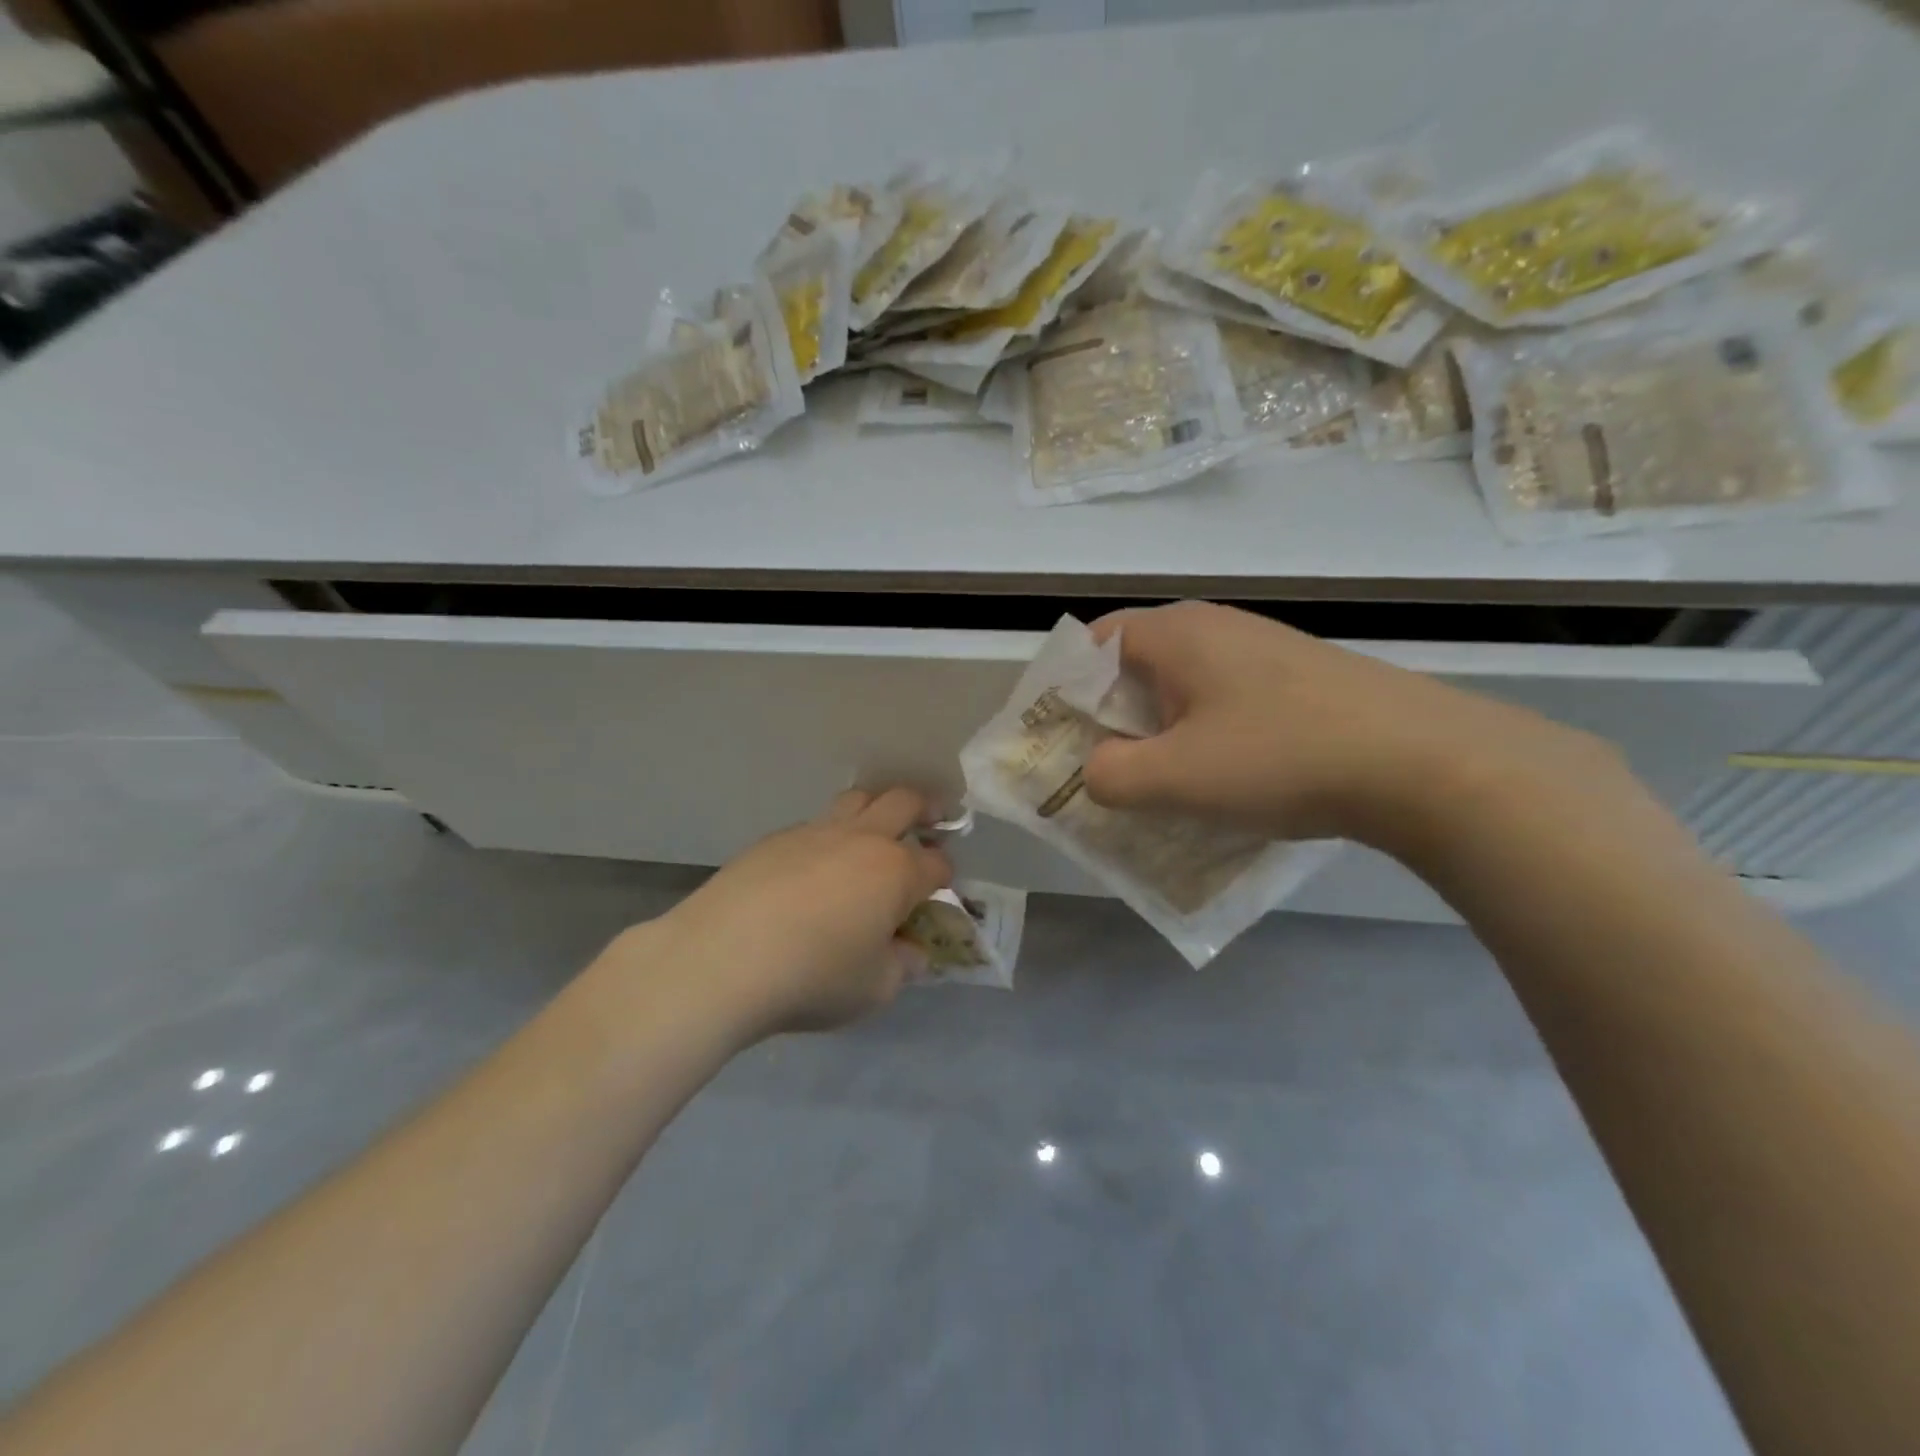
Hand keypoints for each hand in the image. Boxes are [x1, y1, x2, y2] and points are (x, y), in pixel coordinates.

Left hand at [641, 788, 951, 1038]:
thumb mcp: (874, 989)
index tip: (938, 892)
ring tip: (872, 835)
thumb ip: (901, 966)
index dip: (944, 876)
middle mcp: (862, 839)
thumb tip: (908, 951)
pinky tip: (812, 870)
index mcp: (896, 872)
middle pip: (903, 802)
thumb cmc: (813, 977)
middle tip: (930, 822)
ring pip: (856, 800)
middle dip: (925, 809)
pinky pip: (813, 825)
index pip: (937, 863)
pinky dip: (827, 838)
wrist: (723, 959)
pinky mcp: (774, 839)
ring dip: (874, 810)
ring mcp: (815, 832)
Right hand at [1081, 601, 1626, 853]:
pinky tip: (1220, 781)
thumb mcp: (1175, 777)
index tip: (1054, 743)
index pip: (1089, 645)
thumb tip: (1096, 772)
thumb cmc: (1281, 757)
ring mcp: (1260, 650)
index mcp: (1174, 633)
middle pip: (1131, 669)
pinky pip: (1222, 703)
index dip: (1062, 692)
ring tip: (1156, 787)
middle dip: (1107, 722)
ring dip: (1156, 735)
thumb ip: (1109, 776)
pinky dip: (1201, 738)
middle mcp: (1212, 627)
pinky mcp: (1295, 679)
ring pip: (1179, 690)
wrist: (1424, 762)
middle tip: (1099, 774)